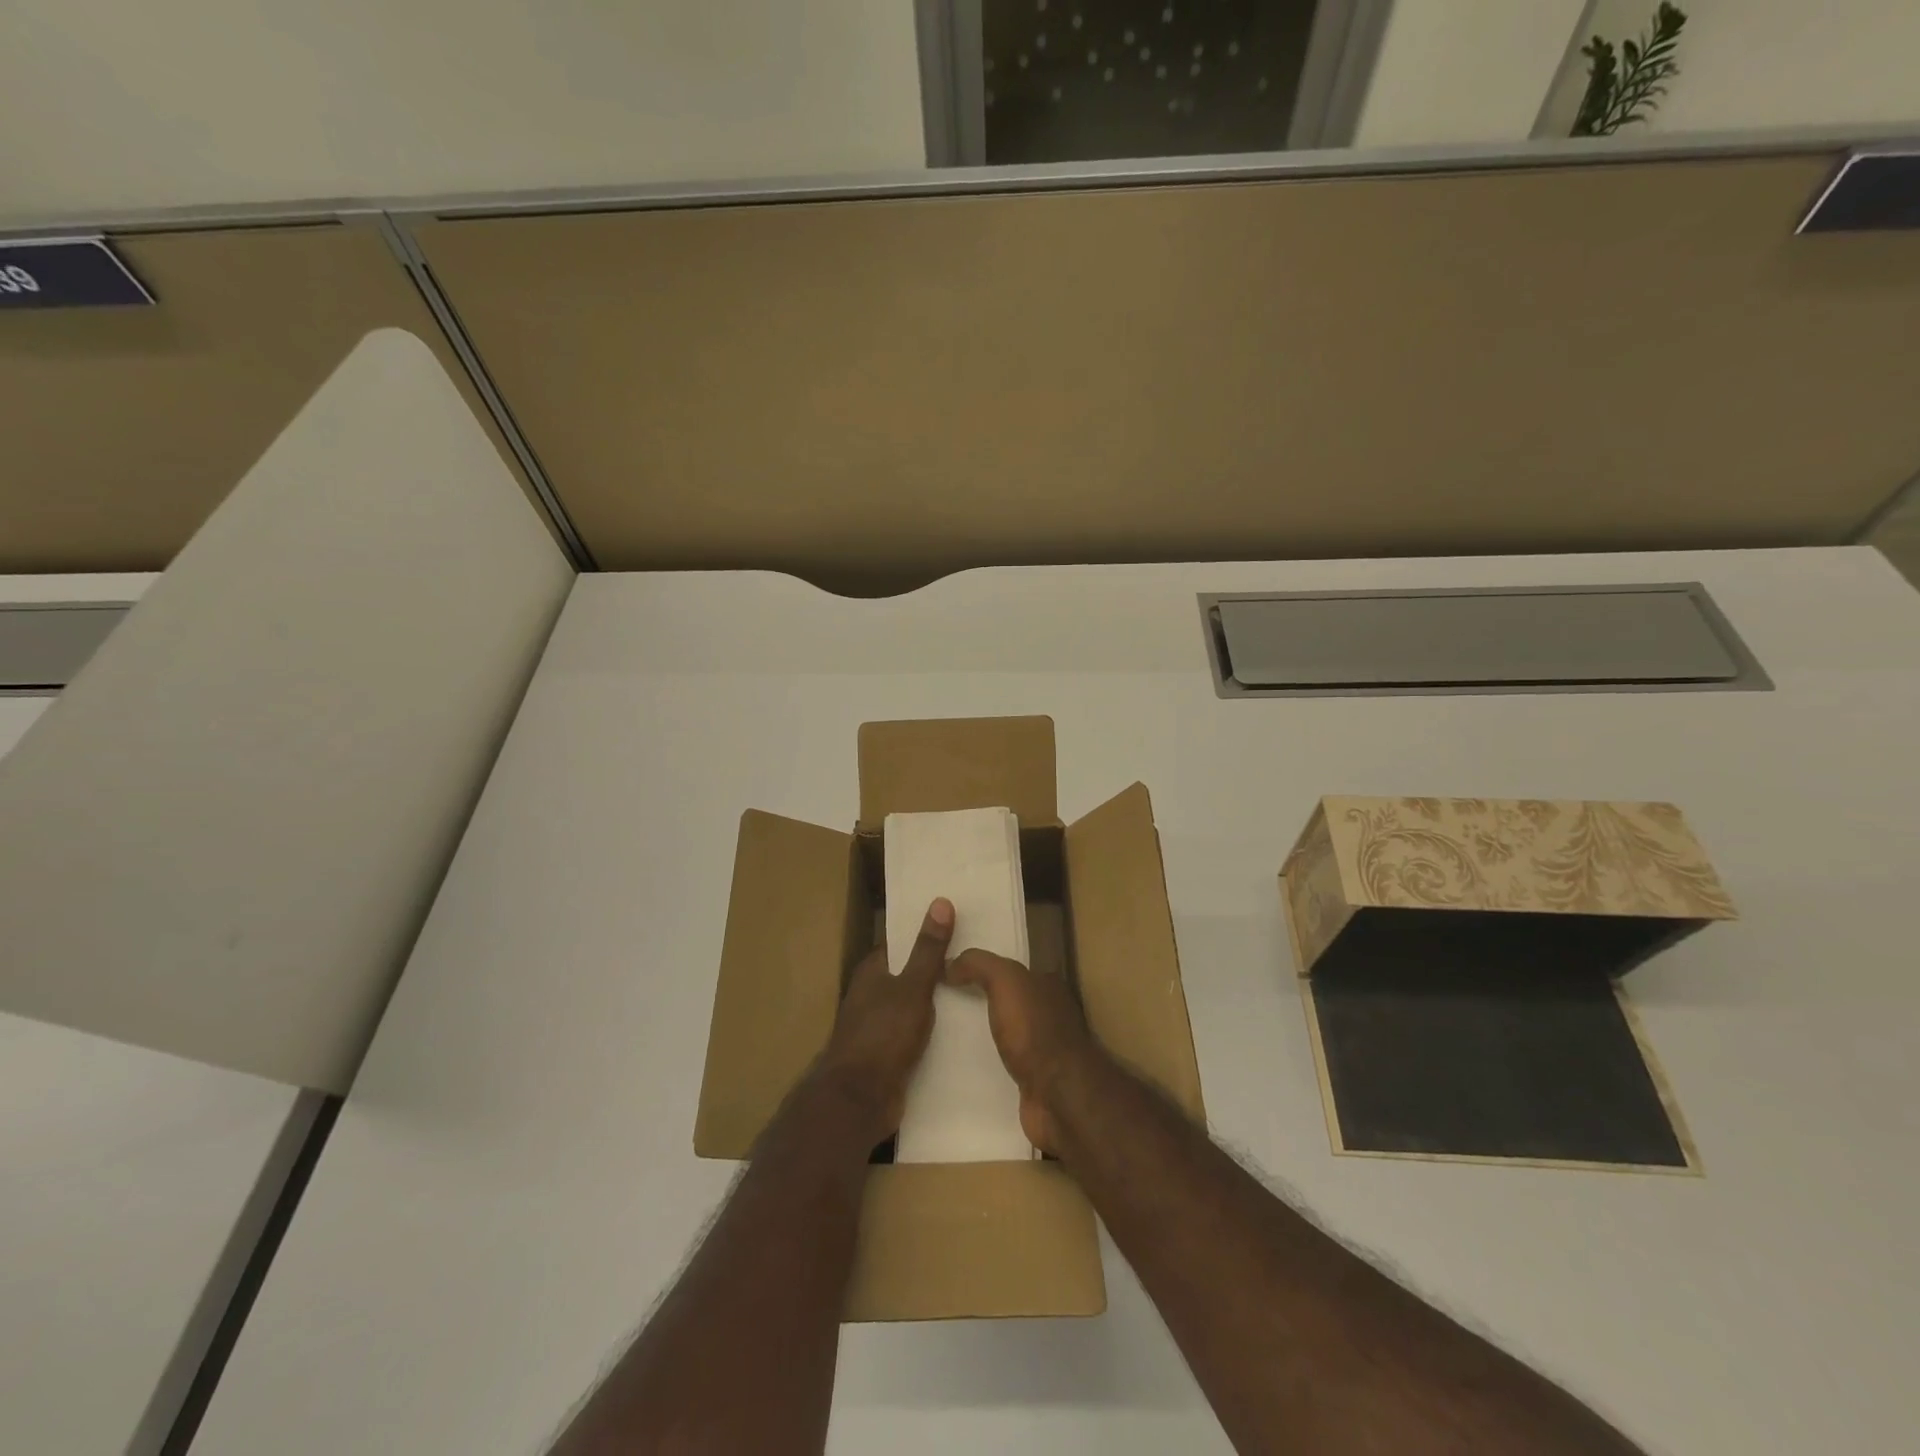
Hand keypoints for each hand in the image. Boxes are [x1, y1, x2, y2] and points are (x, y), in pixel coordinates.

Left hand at [817, 897, 953, 1141]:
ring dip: (938, 1002)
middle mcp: (872, 995)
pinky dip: (934, 1030)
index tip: (958, 926)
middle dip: (937, 968)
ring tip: (978, 991)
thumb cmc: (883, 1034)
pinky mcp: (888, 1054)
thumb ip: (928, 949)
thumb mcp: (913, 987)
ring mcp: (879, 1026)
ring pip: (913, 1005)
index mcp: (872, 972)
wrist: (859, 1100)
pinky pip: (915, 1034)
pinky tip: (962, 1030)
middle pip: (908, 973)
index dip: (925, 934)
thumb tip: (941, 901)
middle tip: (976, 959)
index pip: (900, 943)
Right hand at [945, 949, 1099, 1154]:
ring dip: (985, 1035)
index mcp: (1049, 985)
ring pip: (1008, 1033)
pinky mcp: (1035, 1081)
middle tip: (944, 1005)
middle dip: (982, 1001)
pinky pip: (1005, 1065)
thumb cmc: (1034, 1030)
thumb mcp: (1006, 980)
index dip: (986, 968)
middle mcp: (1051, 1013)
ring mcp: (1045, 1050)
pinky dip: (989, 1064)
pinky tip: (965, 1067)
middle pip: (1010, 1001)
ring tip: (947, 1037)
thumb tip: (950, 963)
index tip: (952, 974)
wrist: (1059, 1097)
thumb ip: (979, 964)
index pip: (1013, 970)